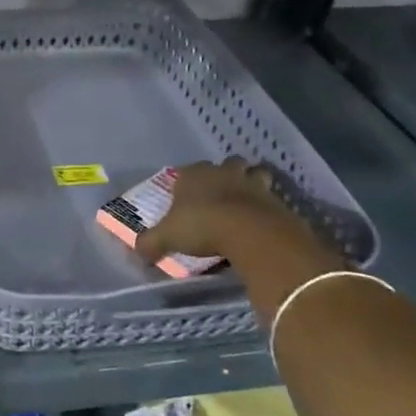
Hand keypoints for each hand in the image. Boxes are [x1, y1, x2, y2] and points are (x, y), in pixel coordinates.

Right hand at [134, 158, 337, 269]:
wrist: (251, 233)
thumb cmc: (202, 226)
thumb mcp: (167, 237)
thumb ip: (151, 242)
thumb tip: (138, 251)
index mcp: (194, 175)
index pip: (188, 170)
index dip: (188, 182)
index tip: (186, 197)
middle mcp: (224, 172)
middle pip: (227, 164)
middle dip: (226, 174)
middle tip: (221, 194)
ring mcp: (253, 184)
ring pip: (255, 174)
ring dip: (252, 183)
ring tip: (246, 202)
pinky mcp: (277, 200)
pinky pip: (272, 198)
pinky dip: (268, 207)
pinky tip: (262, 221)